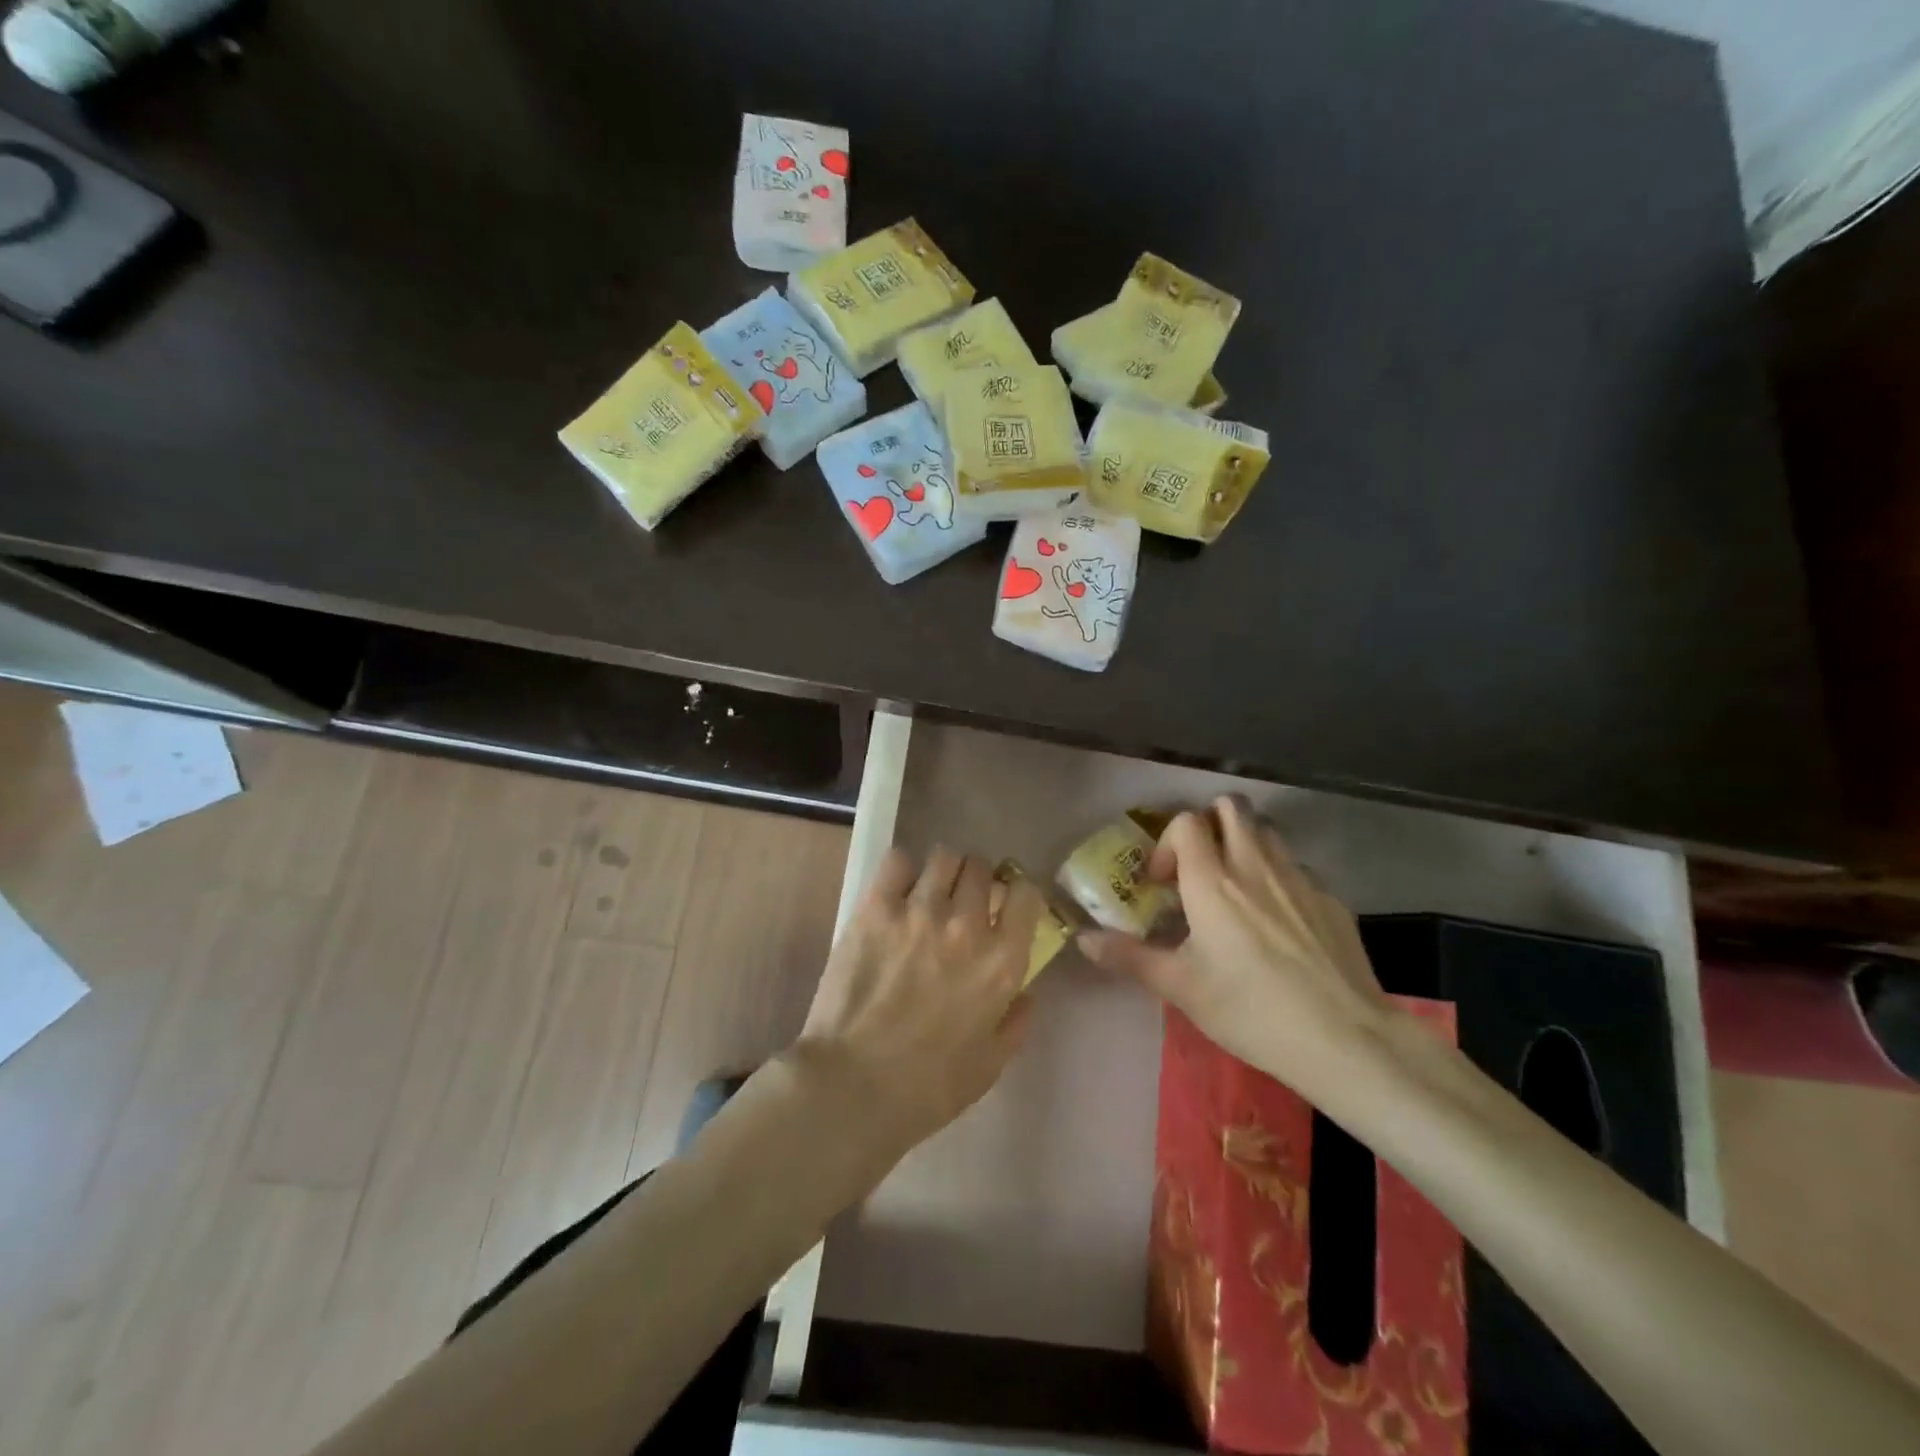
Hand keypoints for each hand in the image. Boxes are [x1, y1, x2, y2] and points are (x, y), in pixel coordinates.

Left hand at [794, 846, 1042, 1161]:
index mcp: (1002, 962)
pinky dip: (903, 870)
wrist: (853, 1086)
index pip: (1027, 894)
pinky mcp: (875, 907)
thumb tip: (1026, 992)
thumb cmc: (928, 1087)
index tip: (1006, 905)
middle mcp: (967, 925)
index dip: (1018, 894)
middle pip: (982, 868)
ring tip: (929, 891)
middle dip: (977, 880)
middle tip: (962, 901)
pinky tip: (896, 892)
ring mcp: (919, 911)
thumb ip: (1016, 1022)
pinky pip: (898, 861)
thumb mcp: (990, 1065)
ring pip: (944, 857)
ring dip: (943, 871)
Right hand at [1079, 796, 1395, 1095]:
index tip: (1165, 884)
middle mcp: (1254, 865)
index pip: (1186, 822)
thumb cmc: (1250, 1010)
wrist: (1344, 1038)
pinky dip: (1281, 879)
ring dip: (1246, 844)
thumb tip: (1083, 939)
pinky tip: (1283, 924)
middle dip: (1210, 823)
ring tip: (1239, 888)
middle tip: (1201, 866)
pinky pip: (1299, 869)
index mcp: (1212, 881)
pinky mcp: (1332, 899)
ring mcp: (1299, 878)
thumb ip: (1130, 957)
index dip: (1169, 843)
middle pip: (1231, 806)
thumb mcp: (1181, 988)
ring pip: (1268, 831)